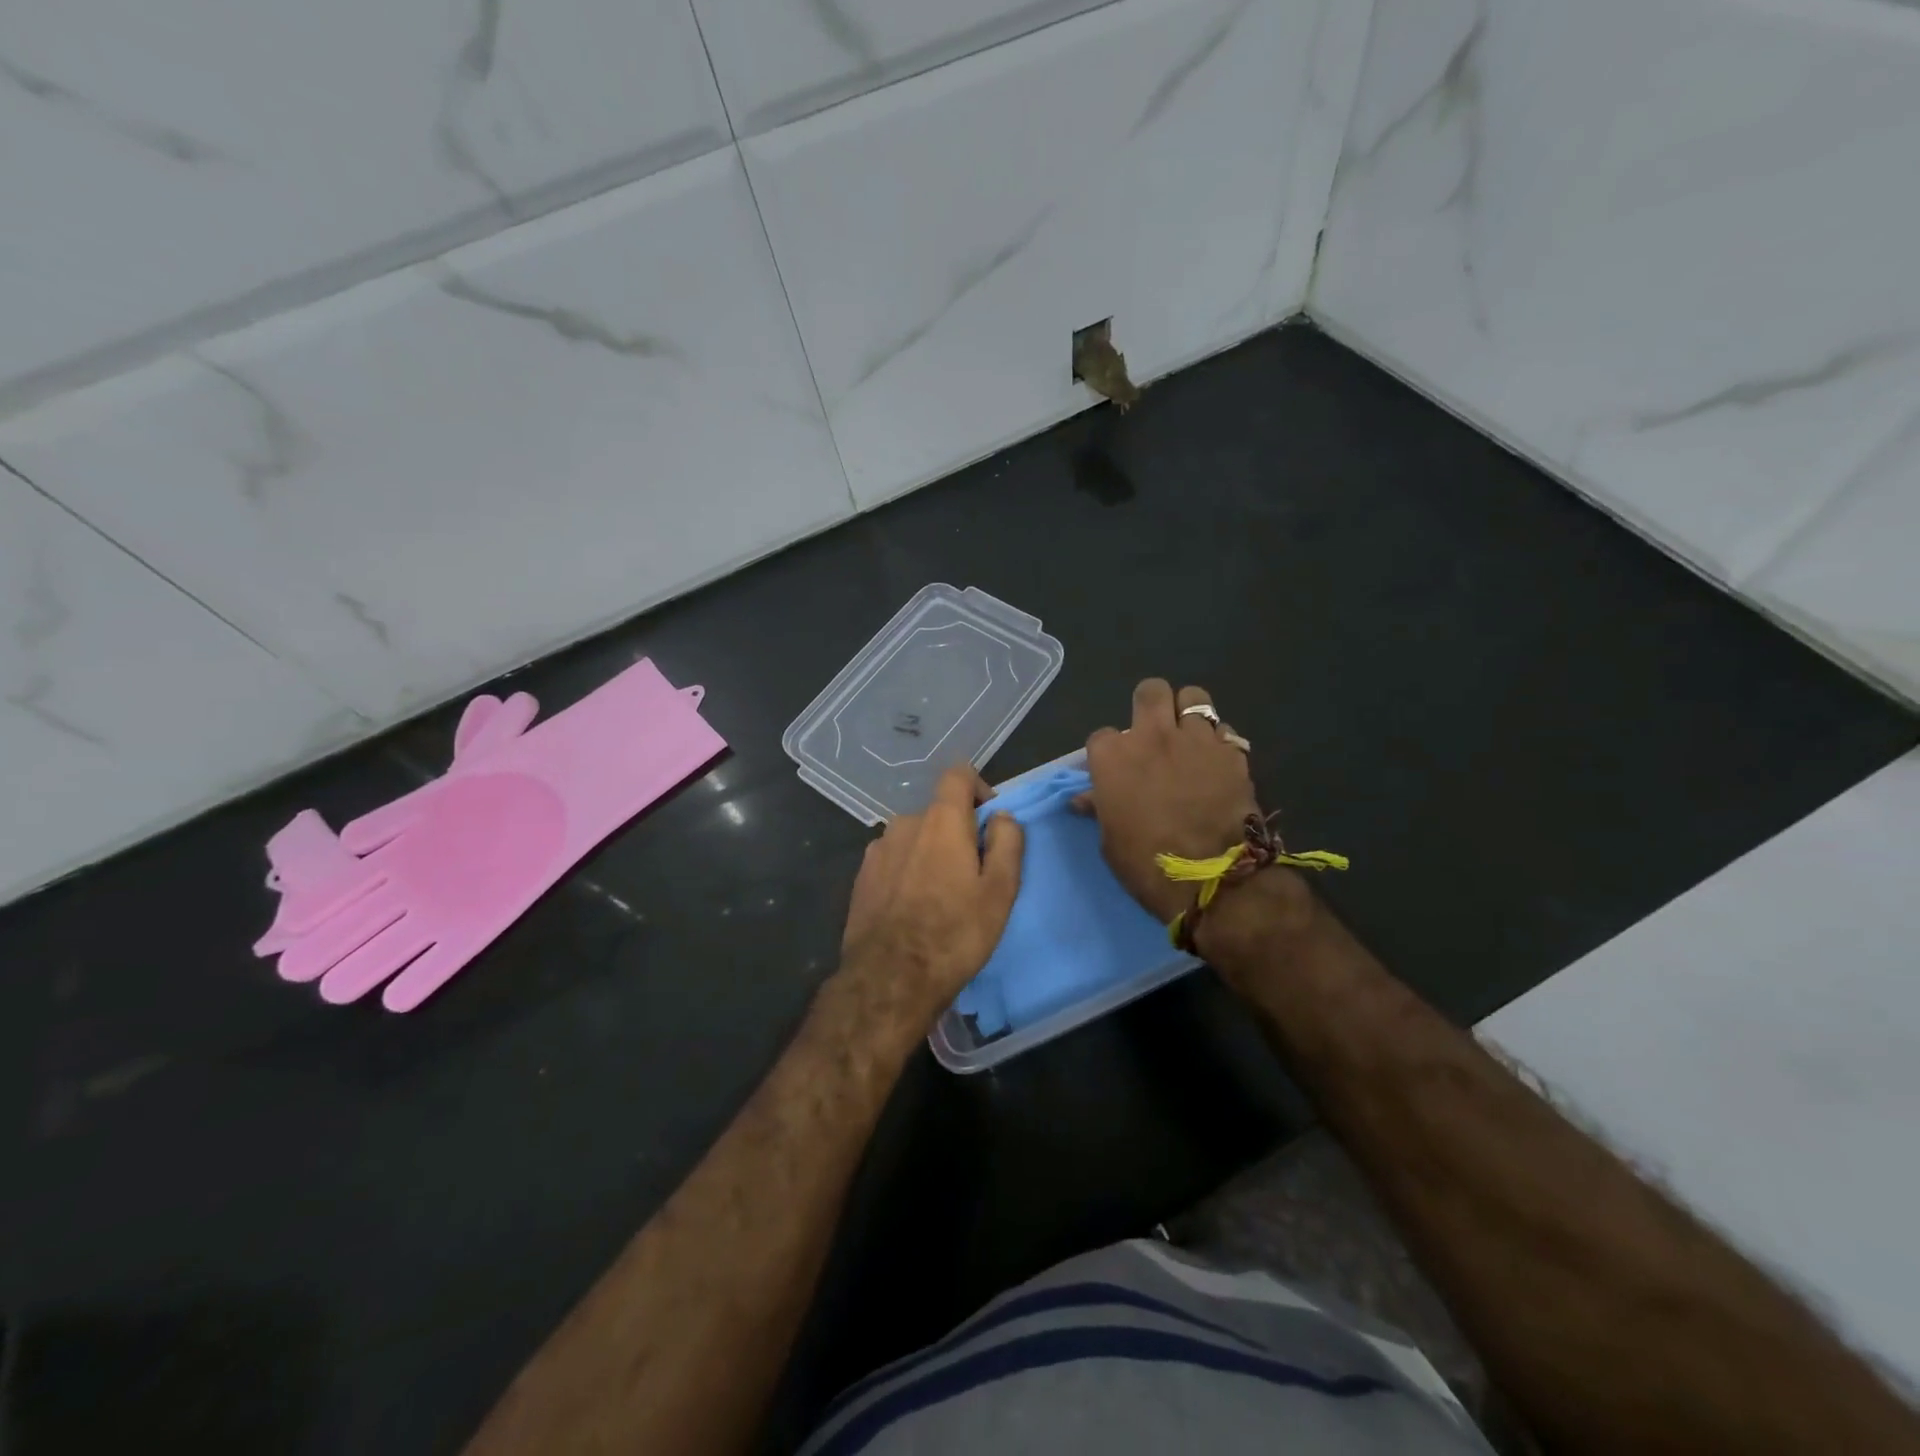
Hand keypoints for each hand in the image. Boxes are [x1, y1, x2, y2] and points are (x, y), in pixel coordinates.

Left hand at [834, 763, 1024, 1034]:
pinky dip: (908, 873)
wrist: (890, 978)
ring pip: (914, 839)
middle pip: (938, 814)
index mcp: (940, 820)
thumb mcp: (1001, 890)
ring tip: (941, 898)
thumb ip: (1008, 842)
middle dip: (958, 834)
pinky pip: (894, 861)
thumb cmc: (955, 933)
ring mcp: (877, 850)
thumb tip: (1001, 816)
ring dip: (931, 855)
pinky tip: (913, 910)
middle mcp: (904, 824)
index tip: (989, 821)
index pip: (958, 775)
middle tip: (972, 876)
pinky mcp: (861, 877)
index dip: (979, 788)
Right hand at [1083, 679, 1260, 923]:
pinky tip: (1216, 760)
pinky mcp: (1231, 752)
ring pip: (1193, 697)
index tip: (1114, 772)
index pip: (1102, 736)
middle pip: (1150, 691)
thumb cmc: (1146, 864)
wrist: (1211, 880)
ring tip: (1188, 736)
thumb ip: (1100, 808)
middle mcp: (1152, 736)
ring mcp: (1195, 739)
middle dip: (1150, 705)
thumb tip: (1085, 799)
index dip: (1108, 753)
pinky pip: (1224, 729)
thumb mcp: (1110, 840)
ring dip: (1187, 712)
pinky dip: (1218, 741)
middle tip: (1154, 731)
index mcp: (1113, 757)